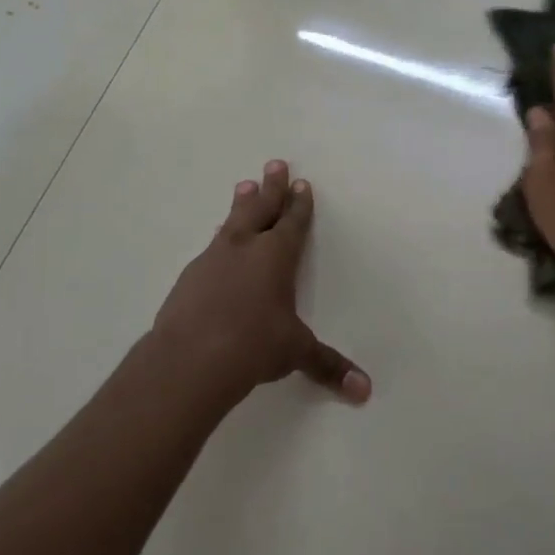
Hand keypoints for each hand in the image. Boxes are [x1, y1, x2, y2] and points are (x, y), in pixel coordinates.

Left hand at [151, 161, 371, 404]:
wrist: (189, 359)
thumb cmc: (254, 346)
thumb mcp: (295, 353)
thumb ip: (328, 366)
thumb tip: (365, 391)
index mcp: (276, 257)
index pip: (292, 223)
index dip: (299, 204)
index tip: (301, 183)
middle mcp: (244, 249)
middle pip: (260, 209)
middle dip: (271, 188)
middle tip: (274, 163)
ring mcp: (213, 260)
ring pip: (231, 223)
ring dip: (241, 204)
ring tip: (243, 186)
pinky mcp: (189, 278)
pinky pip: (211, 247)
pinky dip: (220, 238)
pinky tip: (218, 241)